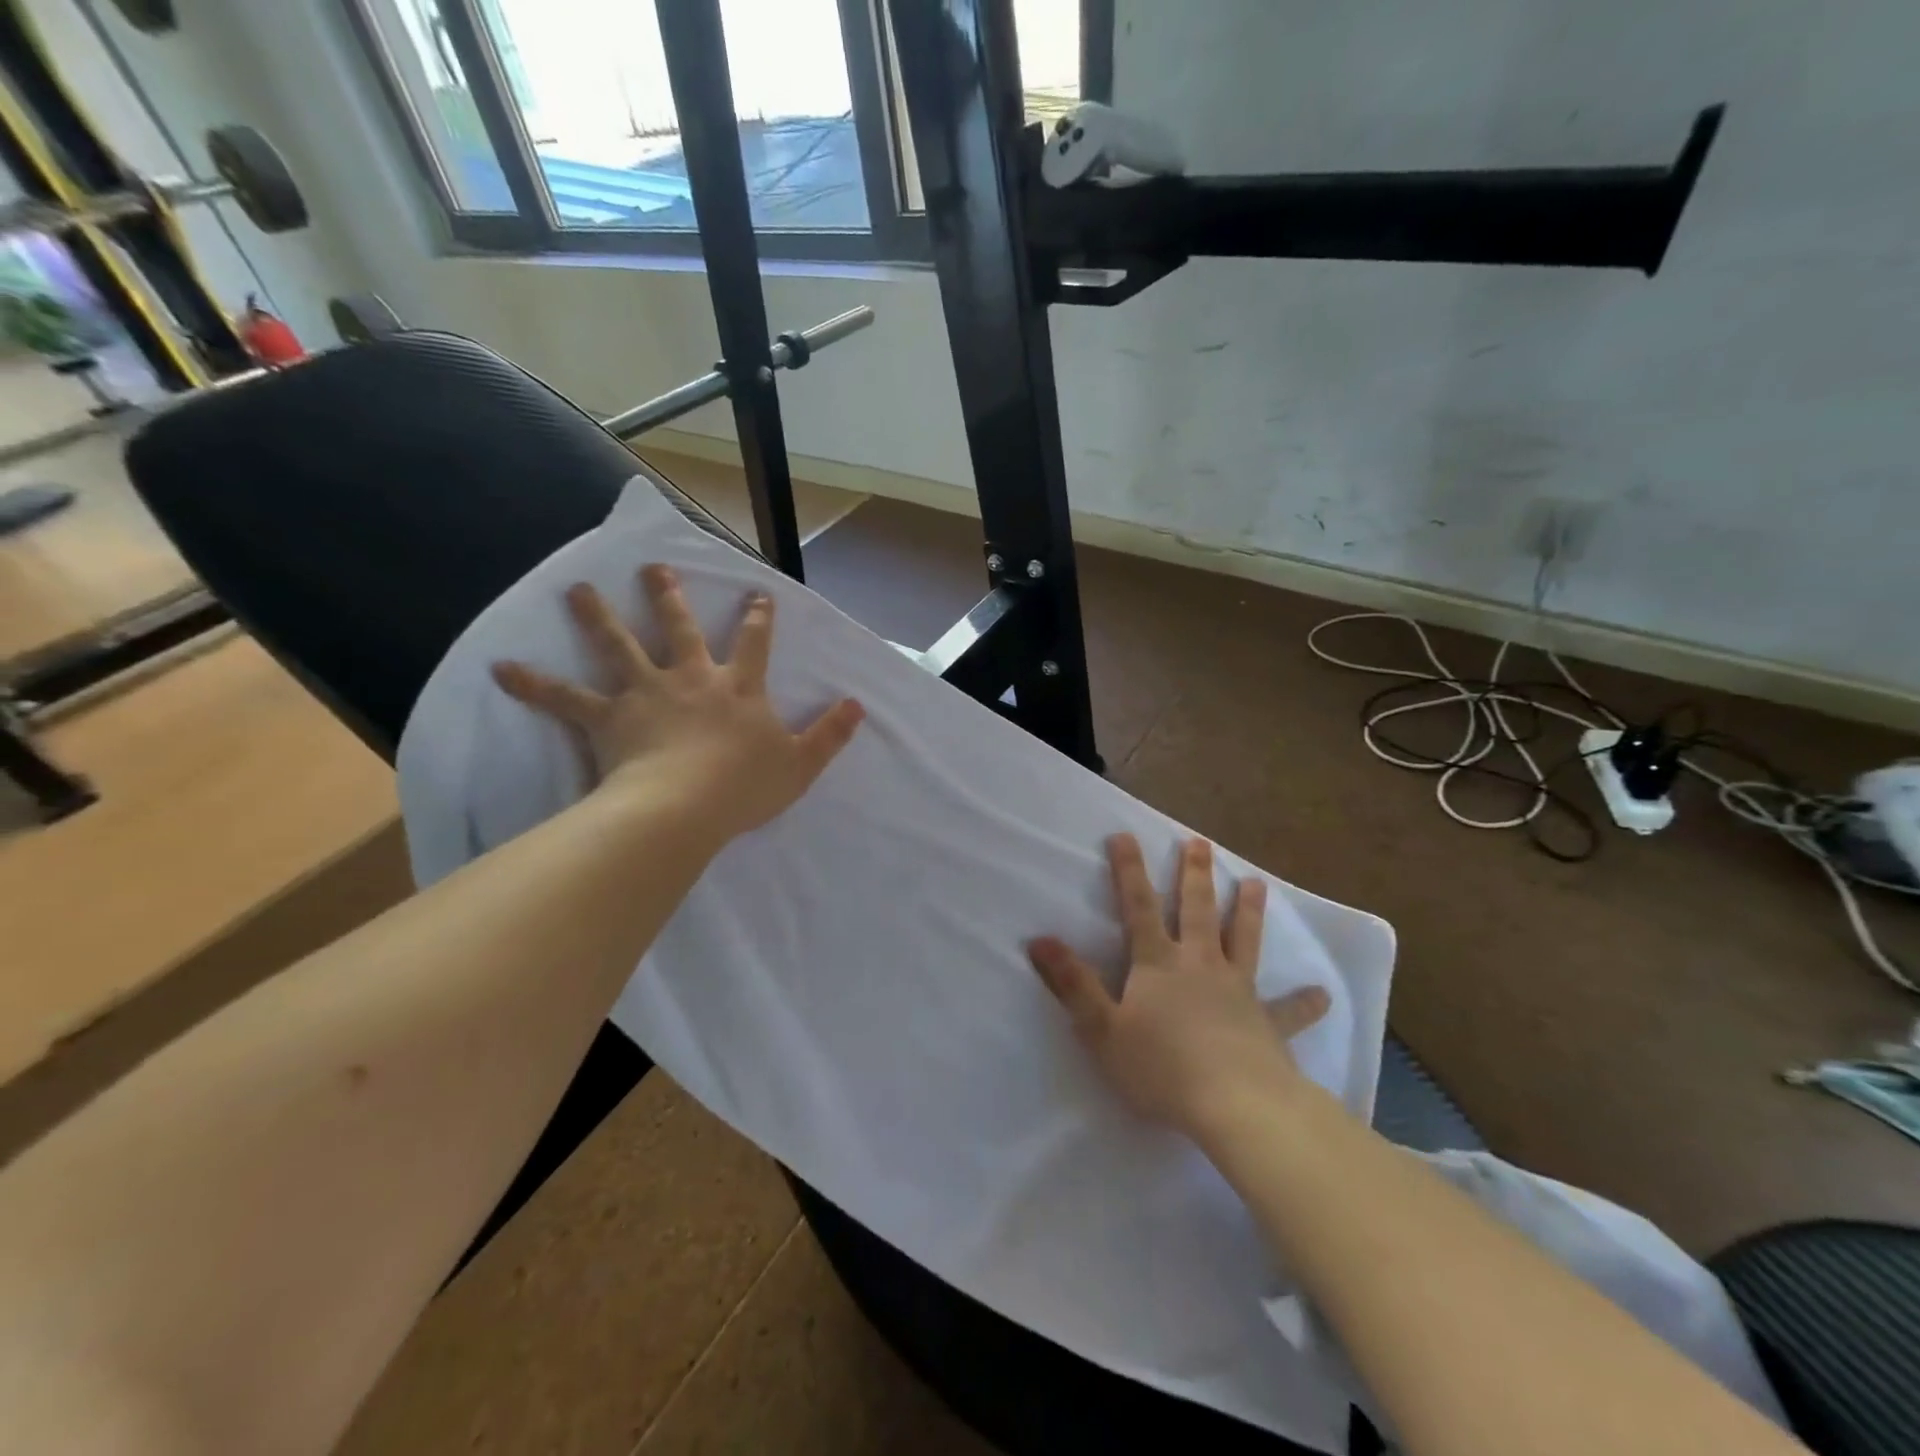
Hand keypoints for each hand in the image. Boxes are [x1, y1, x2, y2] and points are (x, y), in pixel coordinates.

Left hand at [492, 565, 863, 845]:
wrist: (687, 806)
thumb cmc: (745, 786)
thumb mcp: (801, 764)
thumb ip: (830, 734)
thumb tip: (858, 705)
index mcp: (738, 688)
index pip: (753, 643)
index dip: (757, 618)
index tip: (756, 594)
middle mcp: (691, 679)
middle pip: (679, 629)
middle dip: (669, 597)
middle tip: (654, 569)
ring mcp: (647, 693)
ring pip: (619, 646)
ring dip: (598, 616)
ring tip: (576, 590)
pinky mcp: (609, 717)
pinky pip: (566, 699)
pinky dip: (534, 684)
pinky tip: (501, 669)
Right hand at [1028, 834, 1328, 1140]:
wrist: (1235, 1105)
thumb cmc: (1161, 1067)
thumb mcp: (1101, 1029)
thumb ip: (1072, 984)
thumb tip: (1040, 939)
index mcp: (1158, 963)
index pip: (1138, 907)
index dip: (1128, 871)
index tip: (1124, 835)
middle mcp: (1199, 964)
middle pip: (1196, 910)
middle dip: (1194, 874)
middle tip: (1199, 841)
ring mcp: (1238, 989)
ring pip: (1243, 940)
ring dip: (1248, 910)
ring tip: (1255, 883)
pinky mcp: (1268, 1023)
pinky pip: (1288, 1010)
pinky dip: (1304, 1002)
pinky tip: (1322, 995)